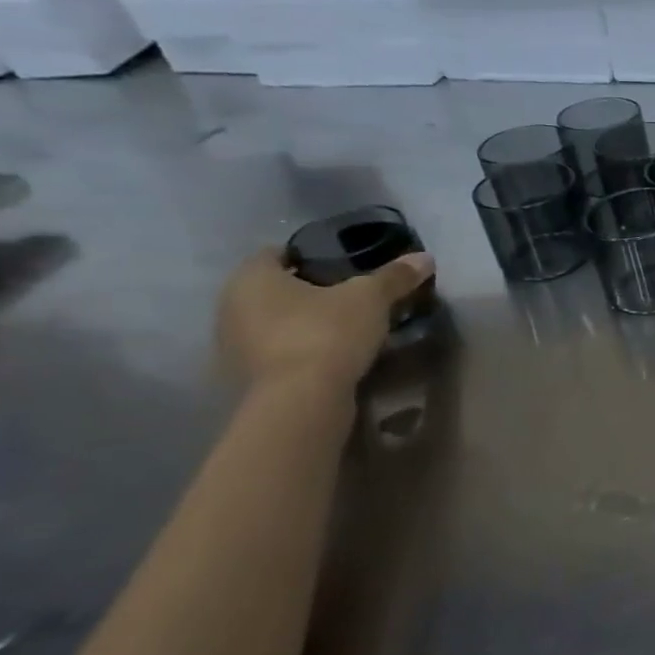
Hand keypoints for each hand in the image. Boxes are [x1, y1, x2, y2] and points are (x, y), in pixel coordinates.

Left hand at [217, 247, 434, 390]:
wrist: (301, 401)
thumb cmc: (327, 334)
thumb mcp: (371, 299)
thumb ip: (394, 276)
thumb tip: (424, 257)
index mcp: (251, 279)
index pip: (276, 253)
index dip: (309, 255)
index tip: (342, 264)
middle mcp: (230, 307)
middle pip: (273, 290)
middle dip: (308, 291)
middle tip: (349, 296)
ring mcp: (231, 347)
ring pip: (272, 323)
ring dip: (301, 324)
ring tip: (344, 329)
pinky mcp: (244, 379)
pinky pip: (276, 353)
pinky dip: (298, 351)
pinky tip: (330, 358)